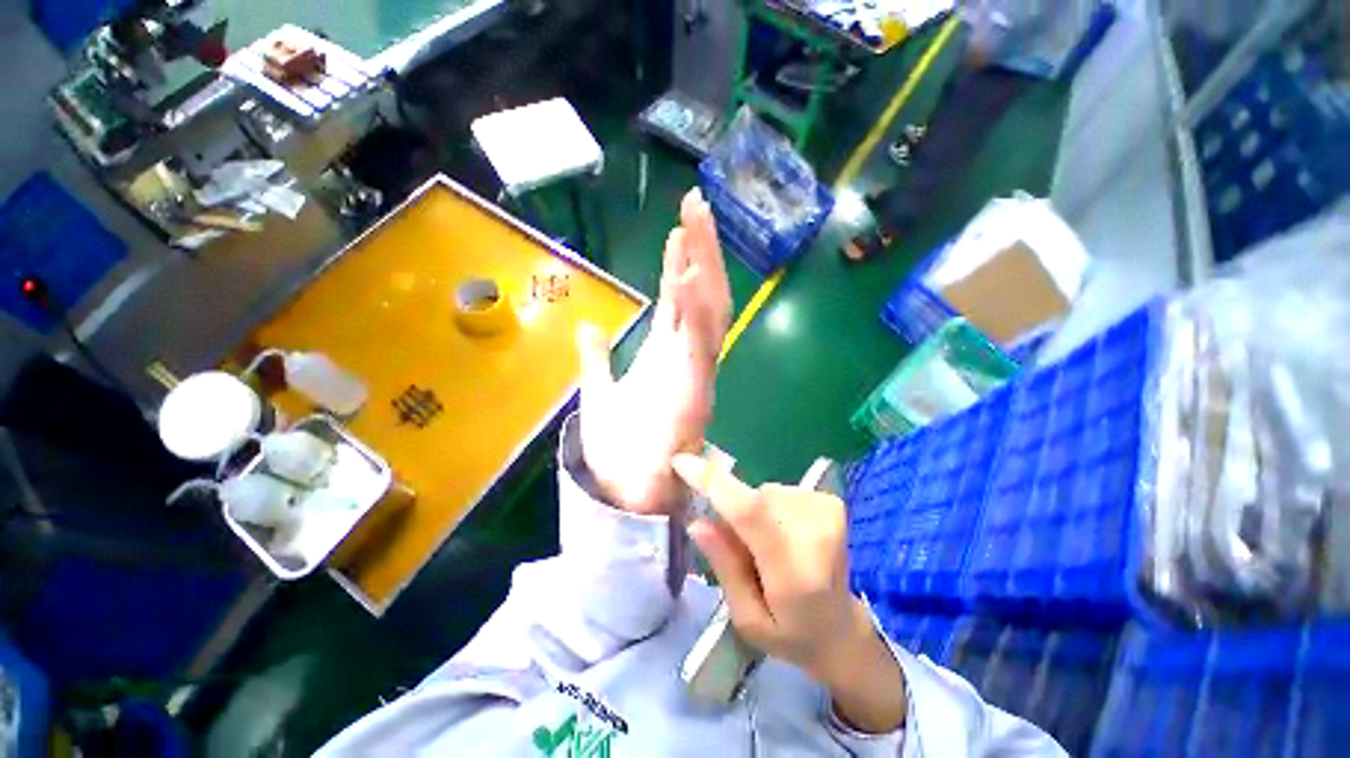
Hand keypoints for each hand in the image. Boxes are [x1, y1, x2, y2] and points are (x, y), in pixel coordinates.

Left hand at [576, 189, 731, 514]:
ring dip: (704, 267)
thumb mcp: (599, 393)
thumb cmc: (618, 450)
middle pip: (699, 294)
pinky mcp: (693, 389)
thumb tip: (590, 326)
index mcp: (664, 355)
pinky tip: (691, 274)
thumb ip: (597, 359)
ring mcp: (693, 370)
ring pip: (707, 310)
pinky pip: (699, 343)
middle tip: (696, 205)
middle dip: (700, 250)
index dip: (680, 263)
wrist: (625, 493)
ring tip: (698, 222)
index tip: (678, 229)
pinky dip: (697, 310)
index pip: (678, 300)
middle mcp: (684, 356)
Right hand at [672, 454, 906, 734]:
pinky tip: (786, 536)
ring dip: (754, 512)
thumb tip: (697, 521)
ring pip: (764, 492)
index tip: (681, 462)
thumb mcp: (748, 618)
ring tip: (768, 547)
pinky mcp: (831, 502)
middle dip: (734, 513)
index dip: (712, 482)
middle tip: (741, 548)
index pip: (748, 512)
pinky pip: (779, 491)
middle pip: (752, 498)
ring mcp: (828, 511)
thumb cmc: (791, 634)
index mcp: (794, 571)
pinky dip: (771, 508)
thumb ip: (725, 567)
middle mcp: (815, 532)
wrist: (843, 629)